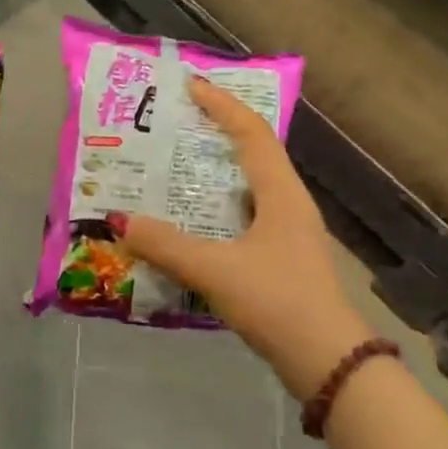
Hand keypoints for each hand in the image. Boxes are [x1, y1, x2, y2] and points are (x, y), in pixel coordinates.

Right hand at [116, 78, 378, 400]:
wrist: (327, 363)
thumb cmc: (277, 302)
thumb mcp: (216, 270)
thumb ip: (166, 245)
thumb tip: (119, 220)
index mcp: (281, 194)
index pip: (252, 133)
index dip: (222, 106)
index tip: (191, 86)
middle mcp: (289, 205)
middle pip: (253, 154)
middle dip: (216, 134)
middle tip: (175, 125)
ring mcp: (288, 234)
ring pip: (247, 188)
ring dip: (214, 174)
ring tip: (174, 169)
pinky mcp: (281, 260)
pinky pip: (243, 218)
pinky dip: (215, 210)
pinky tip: (189, 225)